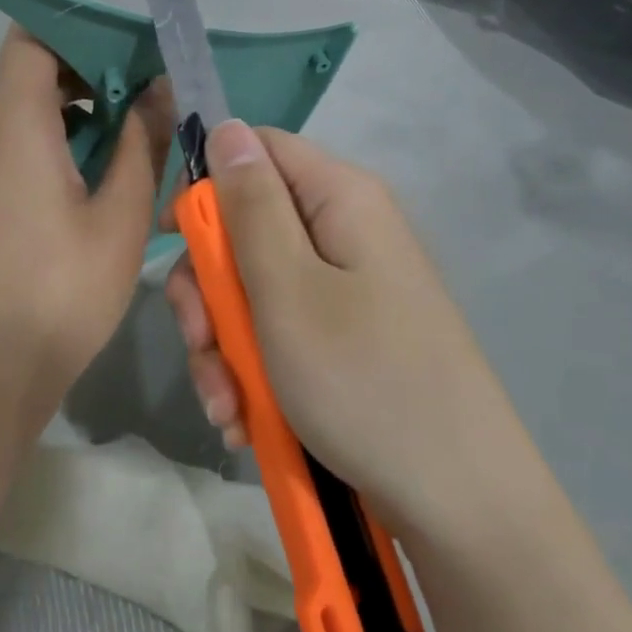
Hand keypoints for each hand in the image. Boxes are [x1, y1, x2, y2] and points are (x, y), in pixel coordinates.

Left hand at [0, 28, 173, 413]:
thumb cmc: (62, 290)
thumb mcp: (120, 216)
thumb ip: (141, 142)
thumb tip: (160, 90)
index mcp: (12, 123)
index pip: (32, 39)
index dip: (79, 36)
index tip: (130, 58)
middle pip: (30, 73)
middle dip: (89, 77)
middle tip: (146, 101)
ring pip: (23, 110)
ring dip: (74, 114)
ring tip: (130, 141)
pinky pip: (12, 143)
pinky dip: (52, 142)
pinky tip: (94, 178)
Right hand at [164, 121, 496, 533]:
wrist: (459, 503)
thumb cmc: (363, 381)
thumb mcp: (287, 289)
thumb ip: (250, 205)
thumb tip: (226, 128)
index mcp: (340, 198)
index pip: (257, 151)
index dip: (206, 186)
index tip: (171, 241)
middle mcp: (345, 232)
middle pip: (247, 229)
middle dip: (209, 291)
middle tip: (201, 344)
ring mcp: (348, 289)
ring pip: (255, 291)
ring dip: (225, 346)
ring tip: (226, 407)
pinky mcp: (346, 338)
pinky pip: (281, 333)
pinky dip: (255, 372)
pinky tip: (246, 421)